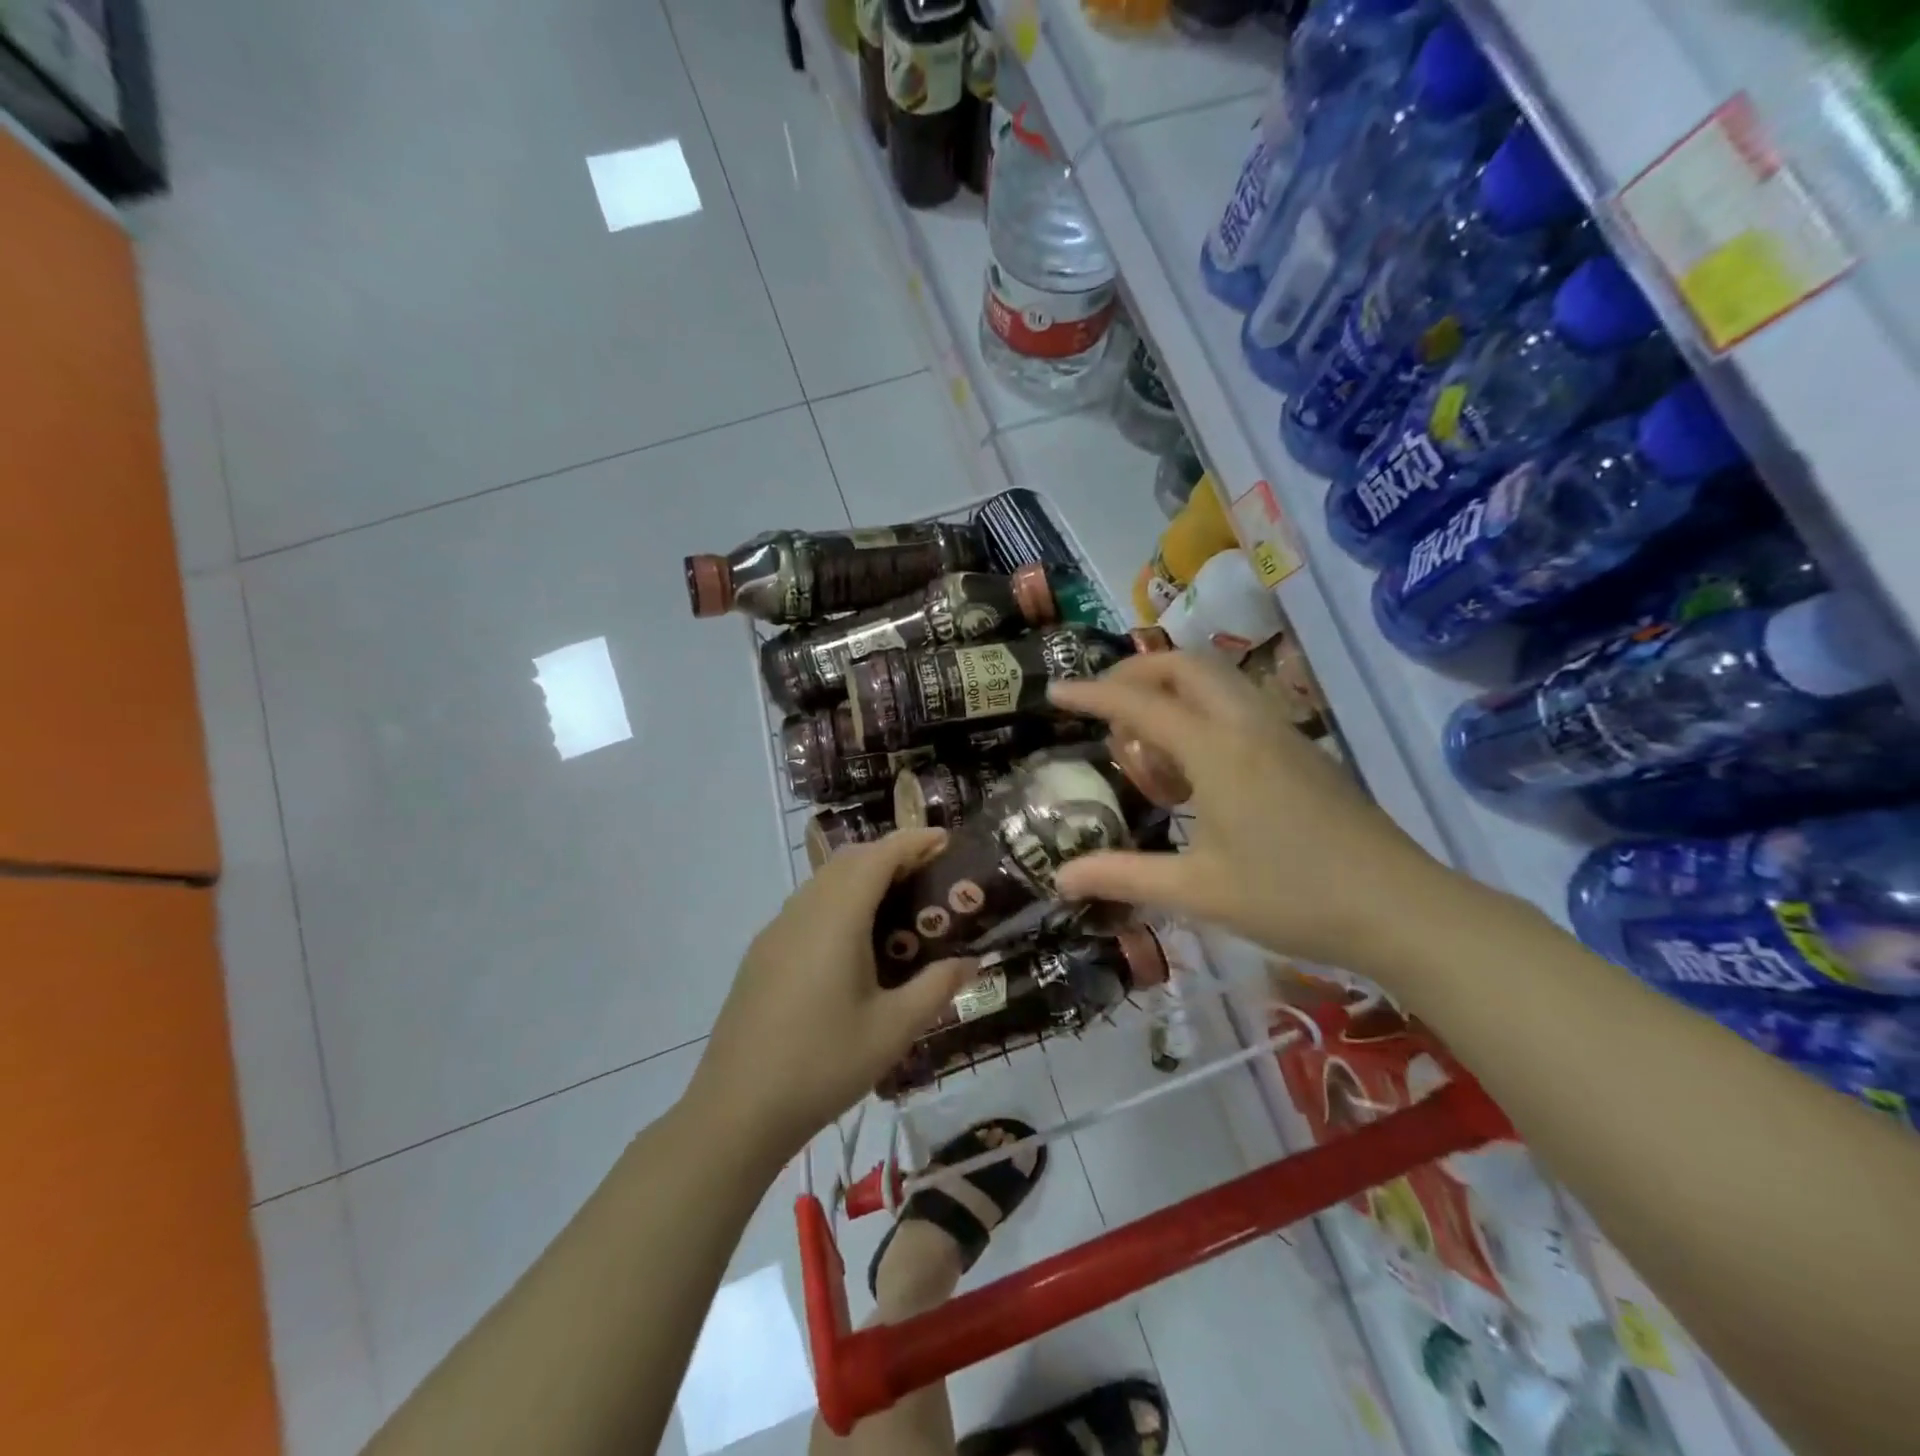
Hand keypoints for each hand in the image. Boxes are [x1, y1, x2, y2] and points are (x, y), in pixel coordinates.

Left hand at [689, 830, 977, 1166]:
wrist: (736, 1110)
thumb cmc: (823, 1064)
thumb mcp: (893, 1029)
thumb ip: (936, 988)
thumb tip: (970, 961)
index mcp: (836, 918)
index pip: (878, 856)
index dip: (913, 841)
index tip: (944, 839)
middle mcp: (802, 911)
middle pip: (848, 861)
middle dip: (890, 854)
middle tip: (929, 872)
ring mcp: (776, 931)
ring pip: (823, 882)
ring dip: (862, 877)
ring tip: (898, 903)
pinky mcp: (762, 954)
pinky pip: (807, 907)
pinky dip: (839, 900)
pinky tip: (854, 942)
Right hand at [1049, 653, 1459, 973]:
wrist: (1400, 908)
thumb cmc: (1291, 897)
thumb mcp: (1196, 891)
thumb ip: (1123, 876)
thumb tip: (1060, 879)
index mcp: (1216, 750)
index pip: (1139, 703)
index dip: (1091, 694)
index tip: (1055, 691)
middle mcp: (1247, 725)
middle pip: (1185, 664)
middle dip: (1137, 671)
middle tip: (1105, 705)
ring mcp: (1281, 733)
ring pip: (1218, 679)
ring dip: (1173, 688)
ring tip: (1146, 739)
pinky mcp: (1302, 750)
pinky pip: (1239, 704)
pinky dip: (1202, 709)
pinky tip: (1195, 765)